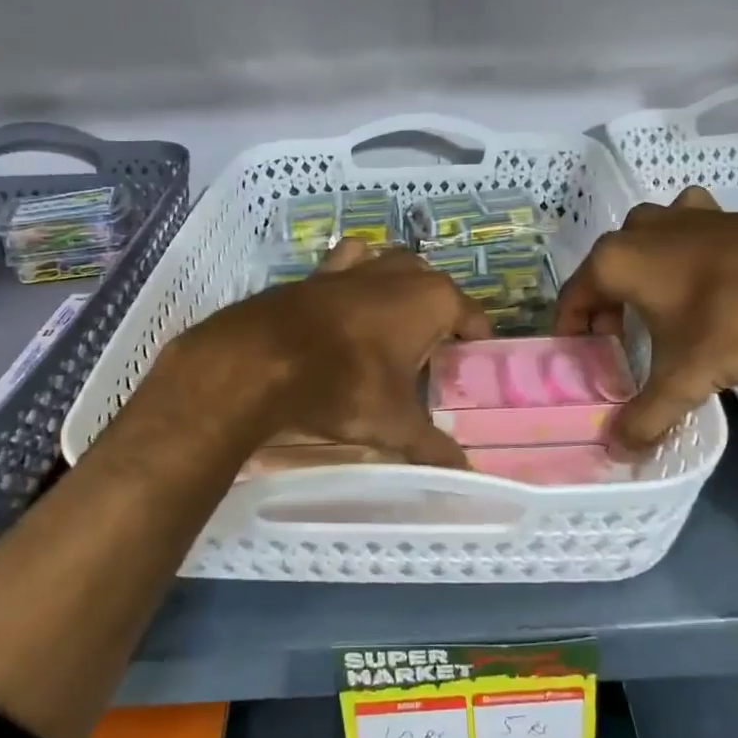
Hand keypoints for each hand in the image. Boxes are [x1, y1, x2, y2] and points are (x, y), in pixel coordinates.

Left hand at [162, 238, 490, 467]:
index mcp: (434, 299)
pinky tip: (350, 304)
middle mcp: (401, 272)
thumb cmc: (344, 384)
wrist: (260, 360)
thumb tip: (464, 474)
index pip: (474, 319)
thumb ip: (434, 448)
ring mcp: (359, 265)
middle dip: (440, 319)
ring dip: (402, 290)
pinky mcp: (320, 271)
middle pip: (437, 291)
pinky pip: (351, 263)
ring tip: (396, 330)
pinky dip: (357, 276)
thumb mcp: (394, 424)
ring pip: (396, 268)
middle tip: (433, 362)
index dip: (478, 347)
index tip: (473, 374)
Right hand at [555, 187, 737, 449]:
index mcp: (615, 259)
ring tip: (661, 314)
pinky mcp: (722, 212)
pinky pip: (685, 234)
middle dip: (608, 310)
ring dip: (643, 278)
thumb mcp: (686, 377)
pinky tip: (705, 279)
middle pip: (606, 273)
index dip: (572, 333)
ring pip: (644, 247)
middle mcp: (640, 228)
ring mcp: (683, 214)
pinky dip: (683, 256)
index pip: (572, 298)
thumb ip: (646, 416)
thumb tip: (617, 452)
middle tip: (623, 347)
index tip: (583, 362)